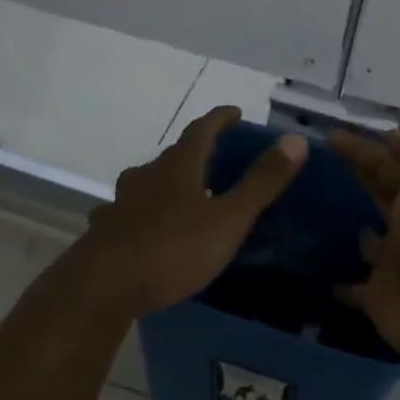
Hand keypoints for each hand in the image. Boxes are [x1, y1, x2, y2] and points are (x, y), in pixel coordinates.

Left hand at [75, 106, 306, 318]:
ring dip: (165, 182)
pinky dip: (140, 213)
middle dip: (195, 153)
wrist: (104, 286)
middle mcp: (146, 176)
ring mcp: (120, 203)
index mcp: (178, 167)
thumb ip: (262, 182)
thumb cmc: (173, 249)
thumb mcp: (228, 218)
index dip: (220, 119)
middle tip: (216, 160)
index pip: (201, 130)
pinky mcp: (105, 231)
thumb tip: (295, 139)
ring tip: (182, 195)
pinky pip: (126, 213)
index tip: (235, 113)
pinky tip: (143, 228)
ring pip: (146, 183)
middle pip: (172, 156)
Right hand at [326, 130, 399, 365]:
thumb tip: (389, 133)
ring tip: (312, 217)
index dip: (363, 150)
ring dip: (351, 232)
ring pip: (367, 244)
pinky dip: (336, 282)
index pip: (389, 168)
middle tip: (315, 167)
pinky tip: (312, 271)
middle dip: (358, 182)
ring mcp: (393, 266)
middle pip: (380, 200)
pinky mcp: (376, 298)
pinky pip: (352, 288)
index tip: (328, 137)